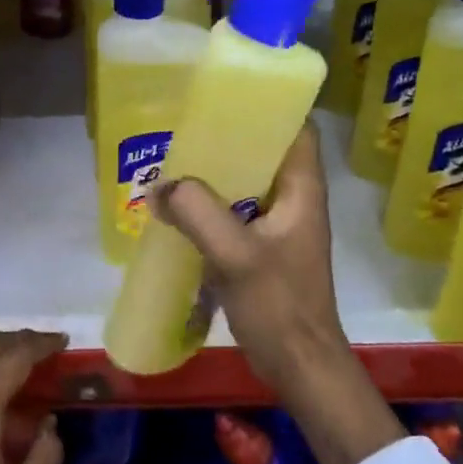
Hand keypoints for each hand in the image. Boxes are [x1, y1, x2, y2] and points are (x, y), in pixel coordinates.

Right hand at [150, 123, 404, 463]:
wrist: (300, 367)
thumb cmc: (279, 306)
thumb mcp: (235, 255)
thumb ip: (198, 213)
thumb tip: (159, 187)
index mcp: (303, 190)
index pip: (296, 129)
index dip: (269, 107)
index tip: (228, 96)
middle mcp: (295, 201)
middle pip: (265, 153)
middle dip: (229, 138)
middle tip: (187, 128)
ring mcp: (280, 227)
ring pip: (247, 184)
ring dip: (216, 175)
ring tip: (176, 163)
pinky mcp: (264, 251)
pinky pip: (236, 214)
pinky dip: (211, 206)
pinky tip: (179, 210)